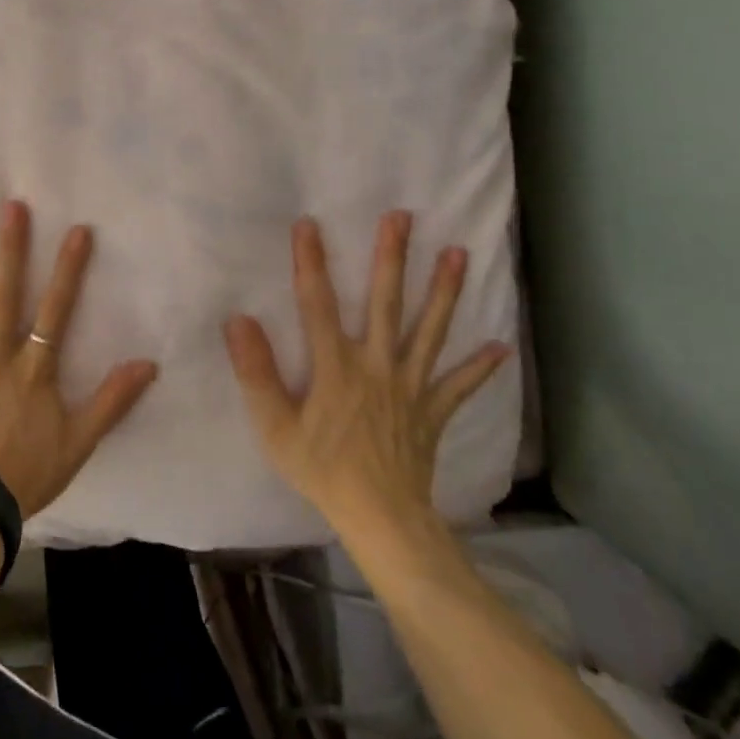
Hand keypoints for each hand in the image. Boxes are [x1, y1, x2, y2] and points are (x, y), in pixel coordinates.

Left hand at [0, 200, 159, 519]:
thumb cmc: (29, 473)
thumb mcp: (79, 442)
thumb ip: (112, 401)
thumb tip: (148, 364)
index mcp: (32, 370)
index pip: (56, 311)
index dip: (69, 270)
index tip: (78, 230)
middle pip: (4, 297)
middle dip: (10, 251)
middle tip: (10, 208)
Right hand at [224, 212, 509, 538]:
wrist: (382, 520)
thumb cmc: (323, 471)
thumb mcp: (275, 427)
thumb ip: (256, 373)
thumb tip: (238, 320)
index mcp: (335, 367)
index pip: (317, 304)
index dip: (311, 263)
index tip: (309, 226)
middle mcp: (377, 365)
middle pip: (385, 303)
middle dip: (392, 258)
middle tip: (402, 217)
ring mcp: (411, 387)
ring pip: (429, 331)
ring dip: (444, 292)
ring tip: (458, 254)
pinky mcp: (432, 412)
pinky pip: (458, 387)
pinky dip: (479, 368)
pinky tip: (500, 347)